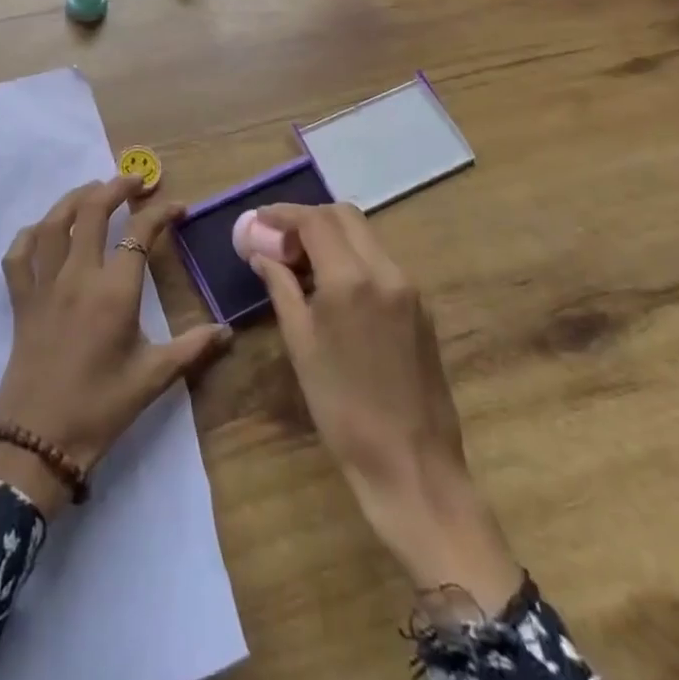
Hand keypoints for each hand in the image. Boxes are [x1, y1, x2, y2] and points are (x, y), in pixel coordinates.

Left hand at [0, 176, 233, 516]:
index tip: (178, 207)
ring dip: (74, 199)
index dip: (160, 213)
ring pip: (53, 223)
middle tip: (134, 181)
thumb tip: (229, 332)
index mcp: (114, 292)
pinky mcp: (20, 300)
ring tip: (93, 191)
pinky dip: (30, 234)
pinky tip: (44, 231)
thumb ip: (193, 348)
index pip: (139, 234)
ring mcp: (43, 285)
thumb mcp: (154, 378)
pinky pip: (18, 254)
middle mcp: (77, 276)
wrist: (39, 441)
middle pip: (91, 212)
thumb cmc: (101, 408)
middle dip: (115, 188)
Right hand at [250, 203, 521, 612]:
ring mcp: (409, 288)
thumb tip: (262, 253)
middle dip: (308, 219)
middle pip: (344, 216)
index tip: (257, 222)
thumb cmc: (343, 408)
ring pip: (365, 236)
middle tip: (279, 242)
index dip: (282, 214)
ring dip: (331, 237)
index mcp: (351, 279)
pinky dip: (352, 258)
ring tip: (300, 265)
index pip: (314, 220)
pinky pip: (380, 262)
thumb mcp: (300, 345)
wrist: (412, 465)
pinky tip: (331, 287)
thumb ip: (281, 287)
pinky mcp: (421, 307)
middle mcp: (386, 271)